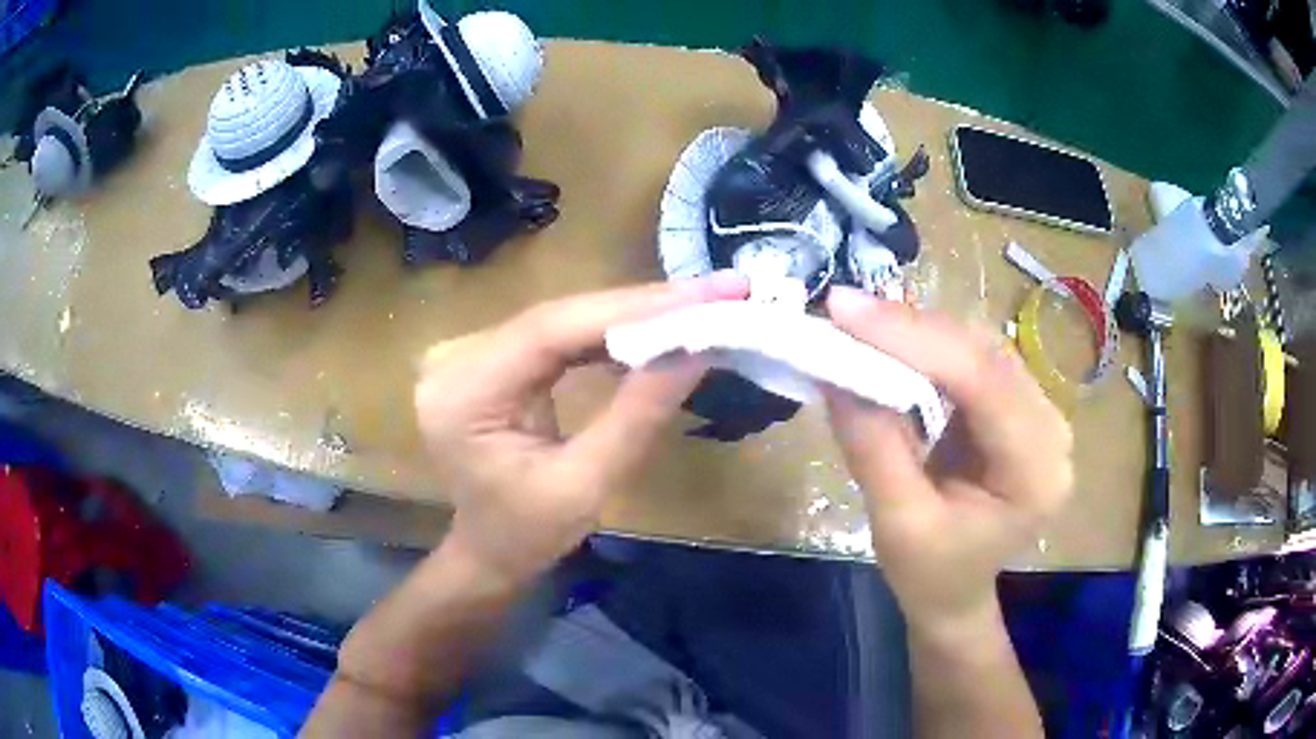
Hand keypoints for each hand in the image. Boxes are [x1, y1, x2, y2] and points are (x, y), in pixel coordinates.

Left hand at [415, 274, 749, 584]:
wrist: (486, 554)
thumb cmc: (528, 536)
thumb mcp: (586, 485)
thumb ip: (638, 415)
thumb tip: (698, 349)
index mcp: (463, 395)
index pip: (552, 331)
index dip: (633, 309)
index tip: (706, 295)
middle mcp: (454, 359)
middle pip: (558, 317)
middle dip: (642, 306)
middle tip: (718, 291)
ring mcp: (466, 353)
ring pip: (562, 319)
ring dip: (632, 314)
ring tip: (699, 305)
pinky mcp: (487, 357)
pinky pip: (555, 335)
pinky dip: (607, 332)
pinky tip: (654, 327)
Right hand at [823, 287, 1072, 638]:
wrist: (957, 592)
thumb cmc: (931, 575)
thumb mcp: (898, 524)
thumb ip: (874, 448)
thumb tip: (835, 372)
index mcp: (1036, 472)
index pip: (983, 382)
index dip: (915, 338)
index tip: (845, 310)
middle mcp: (1051, 430)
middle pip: (984, 354)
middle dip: (911, 328)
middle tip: (843, 311)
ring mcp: (1039, 412)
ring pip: (979, 346)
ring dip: (918, 331)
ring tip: (860, 323)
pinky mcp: (1018, 404)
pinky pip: (973, 357)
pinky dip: (928, 345)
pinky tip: (893, 342)